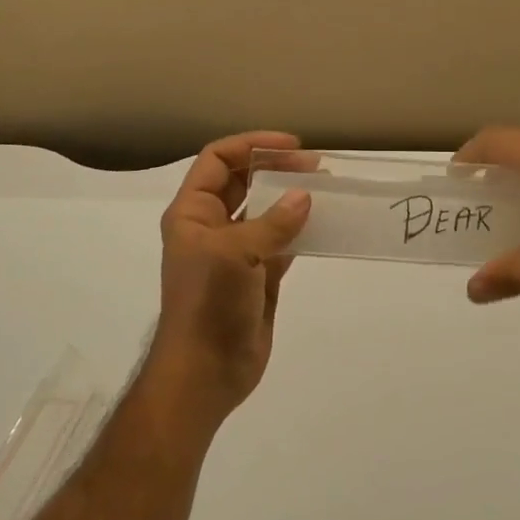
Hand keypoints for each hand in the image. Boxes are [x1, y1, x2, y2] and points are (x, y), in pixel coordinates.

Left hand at [146, 131, 311, 430]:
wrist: (205, 373)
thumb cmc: (209, 303)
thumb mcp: (236, 254)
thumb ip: (273, 223)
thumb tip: (305, 196)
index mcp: (192, 212)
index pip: (218, 159)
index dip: (252, 145)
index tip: (292, 146)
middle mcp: (211, 225)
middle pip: (243, 180)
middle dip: (276, 168)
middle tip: (316, 166)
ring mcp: (235, 251)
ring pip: (265, 210)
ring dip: (291, 197)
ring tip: (326, 189)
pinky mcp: (256, 275)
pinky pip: (281, 241)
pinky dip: (300, 230)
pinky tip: (324, 224)